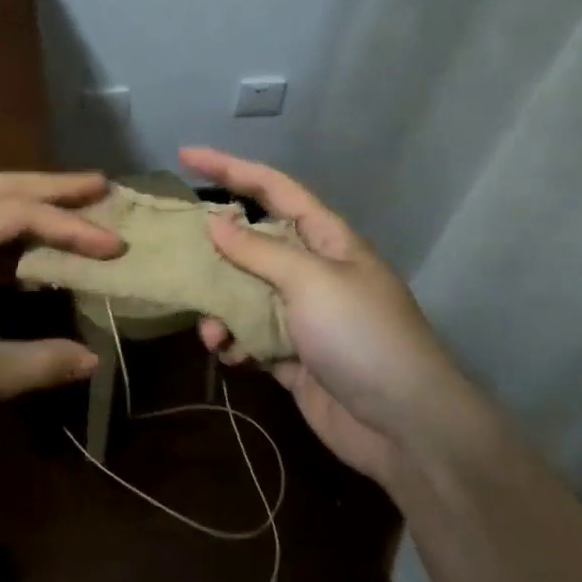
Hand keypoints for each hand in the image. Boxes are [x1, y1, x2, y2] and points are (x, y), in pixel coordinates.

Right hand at [180, 146, 477, 488]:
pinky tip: (229, 356)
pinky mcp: (292, 356)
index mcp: (327, 239)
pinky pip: (250, 336)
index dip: (230, 168)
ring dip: (221, 308)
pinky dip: (234, 343)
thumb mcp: (310, 281)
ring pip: (244, 294)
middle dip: (214, 250)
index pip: (273, 188)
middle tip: (177, 253)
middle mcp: (313, 271)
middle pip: (252, 243)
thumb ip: (259, 251)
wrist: (404, 426)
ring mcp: (303, 316)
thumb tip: (217, 222)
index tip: (185, 155)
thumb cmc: (361, 335)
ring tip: (212, 332)